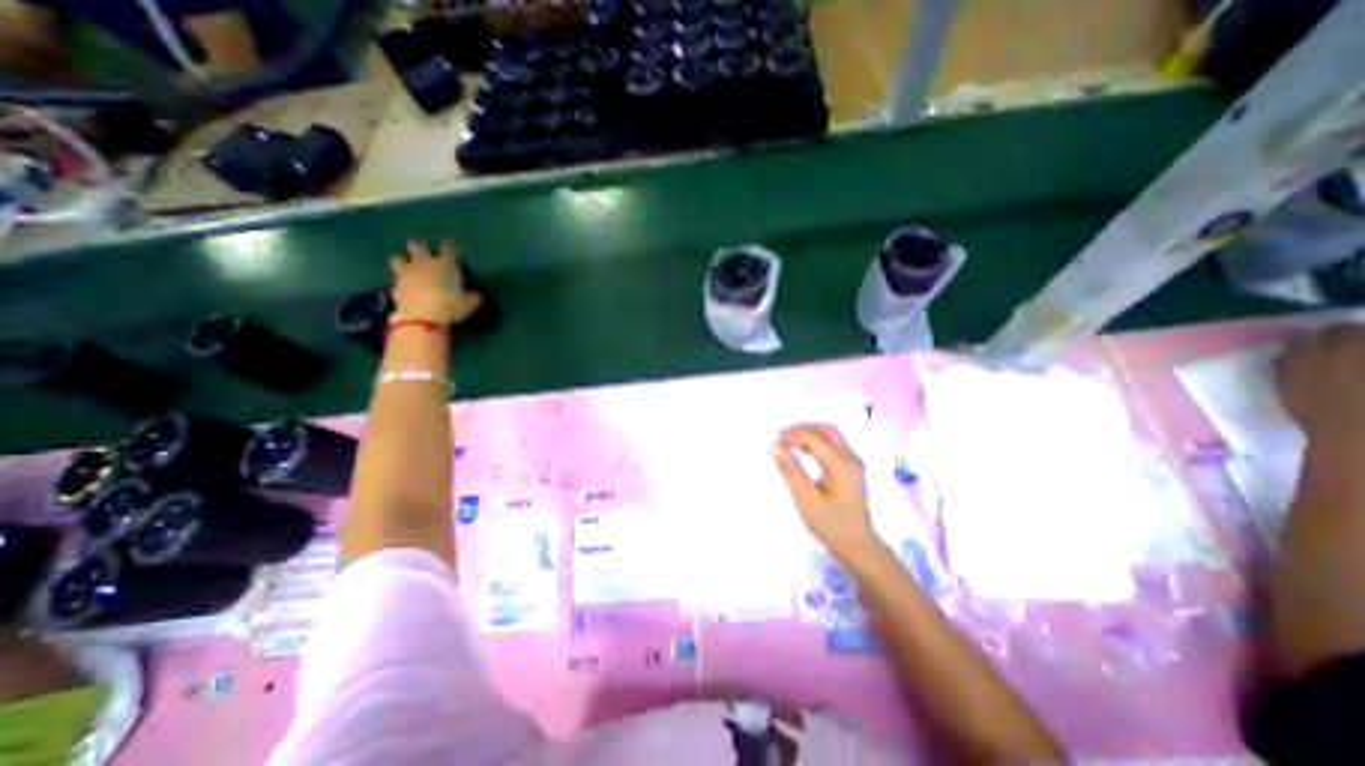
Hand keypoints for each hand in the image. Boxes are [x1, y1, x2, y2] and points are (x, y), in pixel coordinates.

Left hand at [387, 239, 481, 326]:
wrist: (421, 319)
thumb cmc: (450, 307)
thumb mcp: (469, 304)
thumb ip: (472, 297)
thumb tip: (474, 295)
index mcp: (445, 264)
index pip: (448, 248)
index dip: (450, 246)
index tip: (452, 247)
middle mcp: (424, 263)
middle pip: (417, 245)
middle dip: (420, 247)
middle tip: (424, 253)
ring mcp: (406, 274)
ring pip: (398, 258)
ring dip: (403, 260)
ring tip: (408, 267)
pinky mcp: (394, 287)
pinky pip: (395, 279)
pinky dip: (400, 282)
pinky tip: (406, 288)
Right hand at [772, 426, 880, 561]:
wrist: (858, 546)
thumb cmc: (830, 525)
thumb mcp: (806, 500)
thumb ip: (790, 471)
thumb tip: (775, 447)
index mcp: (841, 465)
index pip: (815, 438)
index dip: (793, 435)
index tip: (774, 442)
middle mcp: (851, 457)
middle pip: (826, 429)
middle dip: (802, 429)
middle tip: (781, 437)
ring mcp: (854, 461)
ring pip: (831, 434)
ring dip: (809, 432)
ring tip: (789, 441)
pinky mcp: (852, 467)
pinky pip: (834, 442)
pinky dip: (816, 440)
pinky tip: (804, 449)